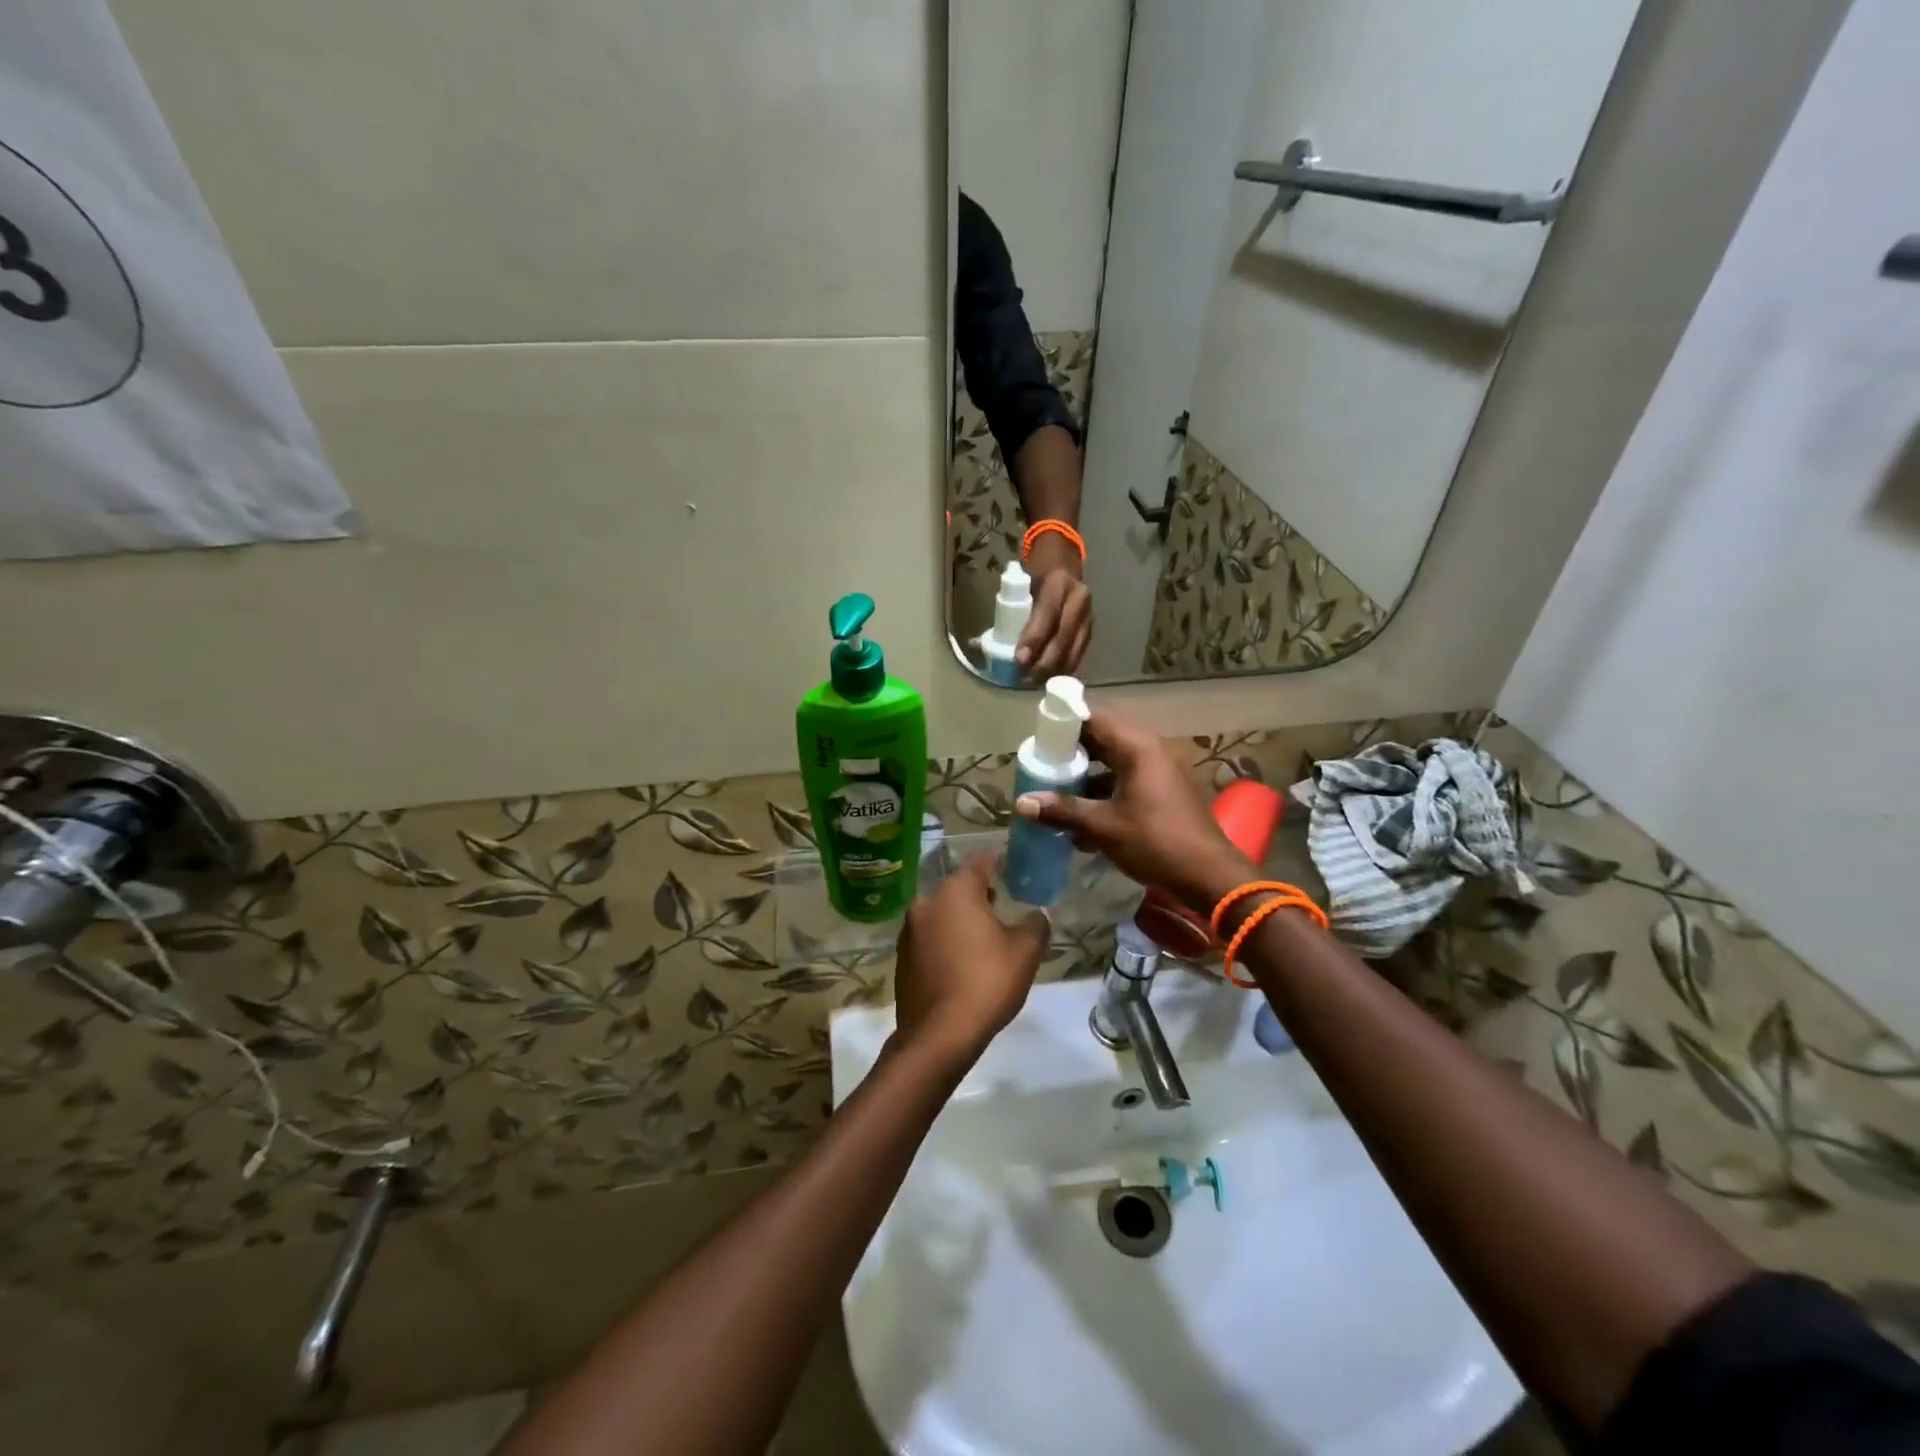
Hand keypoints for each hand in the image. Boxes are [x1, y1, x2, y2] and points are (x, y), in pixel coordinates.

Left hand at [892, 853, 1047, 1063]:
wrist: (939, 1034)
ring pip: (940, 912)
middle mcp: (926, 902)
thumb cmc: (986, 982)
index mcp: (955, 891)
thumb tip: (1036, 914)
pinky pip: (929, 938)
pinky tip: (961, 961)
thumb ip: (1035, 924)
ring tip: (982, 936)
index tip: (1011, 867)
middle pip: (957, 887)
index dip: (997, 862)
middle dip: (978, 893)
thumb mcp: (1026, 951)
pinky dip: (945, 940)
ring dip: (959, 918)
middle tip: (1000, 904)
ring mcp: (909, 930)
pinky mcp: (901, 957)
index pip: (979, 862)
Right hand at [1013, 709, 1253, 910]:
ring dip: (1087, 774)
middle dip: (1072, 751)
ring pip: (1114, 760)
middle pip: (1104, 737)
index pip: (1094, 717)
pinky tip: (1082, 817)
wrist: (1209, 876)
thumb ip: (1063, 811)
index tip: (1039, 737)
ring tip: (1056, 791)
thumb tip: (1022, 803)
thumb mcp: (1104, 827)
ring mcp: (1161, 770)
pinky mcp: (1164, 791)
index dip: (1065, 723)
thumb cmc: (1156, 842)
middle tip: (1043, 764)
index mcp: (1138, 747)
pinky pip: (1127, 779)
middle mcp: (1151, 750)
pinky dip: (1104, 790)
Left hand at [1017, 535, 1092, 678]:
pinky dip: (1068, 668)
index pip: (1047, 614)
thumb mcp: (1023, 580)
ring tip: (1038, 682)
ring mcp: (1089, 614)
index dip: (1034, 638)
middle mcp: (1079, 598)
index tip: (1020, 659)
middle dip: (1045, 661)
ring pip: (1075, 648)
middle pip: (1064, 636)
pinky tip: (1055, 679)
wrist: (1063, 560)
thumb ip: (1016, 606)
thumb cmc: (1036, 571)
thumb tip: (997, 643)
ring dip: (1056, 669)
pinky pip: (1081, 652)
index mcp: (1059, 582)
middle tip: (1027, 678)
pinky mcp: (1092, 628)